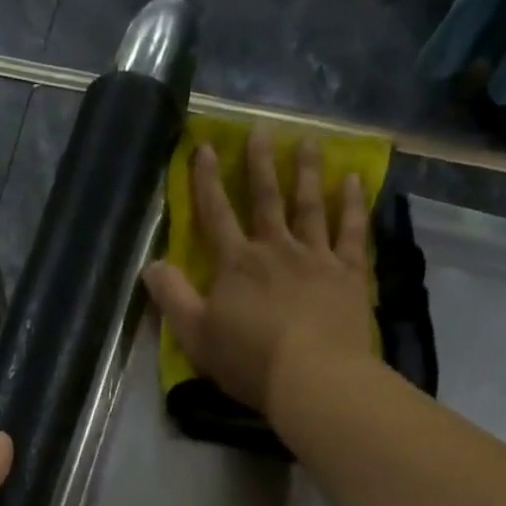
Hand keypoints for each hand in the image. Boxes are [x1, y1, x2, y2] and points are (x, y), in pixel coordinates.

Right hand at [143, 128, 376, 421]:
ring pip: (310, 206)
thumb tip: (151, 264)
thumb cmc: (249, 360)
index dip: (207, 181)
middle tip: (261, 128)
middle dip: (260, 164)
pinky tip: (354, 180)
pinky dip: (353, 204)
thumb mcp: (195, 335)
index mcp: (236, 265)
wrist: (314, 377)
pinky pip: (352, 231)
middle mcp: (276, 250)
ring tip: (308, 141)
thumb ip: (172, 298)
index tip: (205, 147)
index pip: (216, 215)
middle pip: (266, 200)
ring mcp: (316, 258)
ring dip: (307, 172)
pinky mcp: (350, 274)